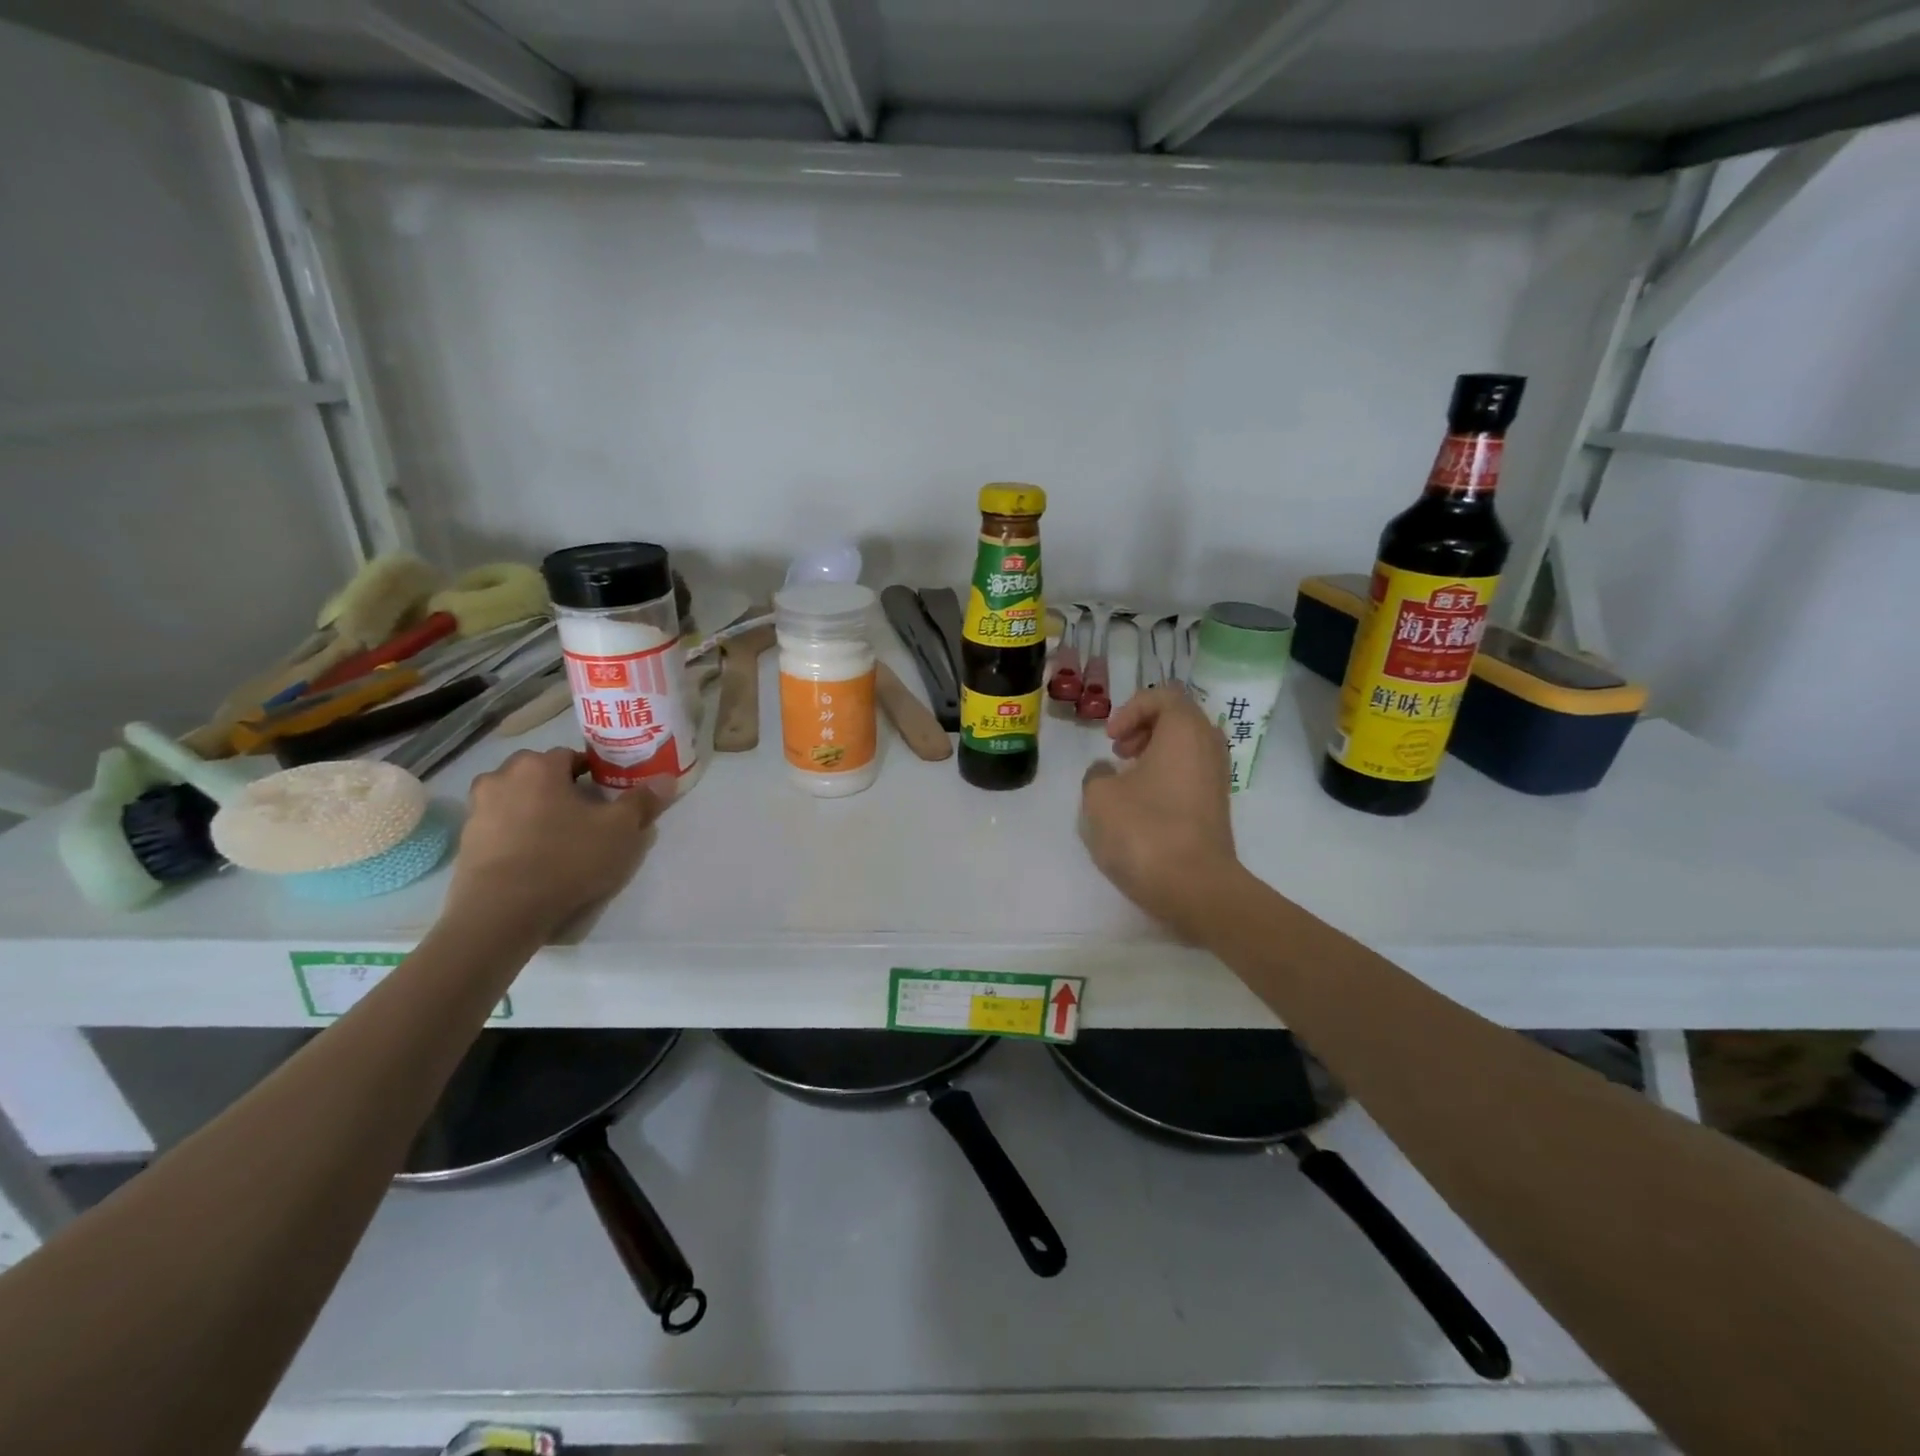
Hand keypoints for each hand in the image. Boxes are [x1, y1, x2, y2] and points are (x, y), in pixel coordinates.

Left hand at [443, 748, 670, 937]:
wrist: (501, 913)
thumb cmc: (566, 859)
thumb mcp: (620, 831)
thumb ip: (642, 802)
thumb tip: (665, 780)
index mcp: (538, 766)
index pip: (571, 756)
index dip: (593, 774)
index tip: (607, 796)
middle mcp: (500, 778)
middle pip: (539, 775)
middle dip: (560, 789)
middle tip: (585, 817)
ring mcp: (477, 811)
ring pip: (516, 800)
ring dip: (535, 811)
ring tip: (559, 839)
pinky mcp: (465, 843)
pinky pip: (500, 829)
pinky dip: (517, 836)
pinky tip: (535, 860)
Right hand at [1079, 688, 1241, 938]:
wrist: (1195, 887)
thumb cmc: (1145, 830)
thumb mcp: (1100, 797)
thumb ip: (1097, 774)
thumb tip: (1107, 772)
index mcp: (1185, 730)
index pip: (1163, 695)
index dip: (1131, 709)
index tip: (1110, 739)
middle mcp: (1209, 746)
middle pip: (1178, 719)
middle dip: (1143, 729)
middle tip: (1117, 752)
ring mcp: (1217, 778)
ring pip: (1185, 748)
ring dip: (1153, 755)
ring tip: (1125, 780)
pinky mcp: (1216, 807)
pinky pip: (1190, 774)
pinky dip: (1165, 777)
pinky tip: (1141, 805)